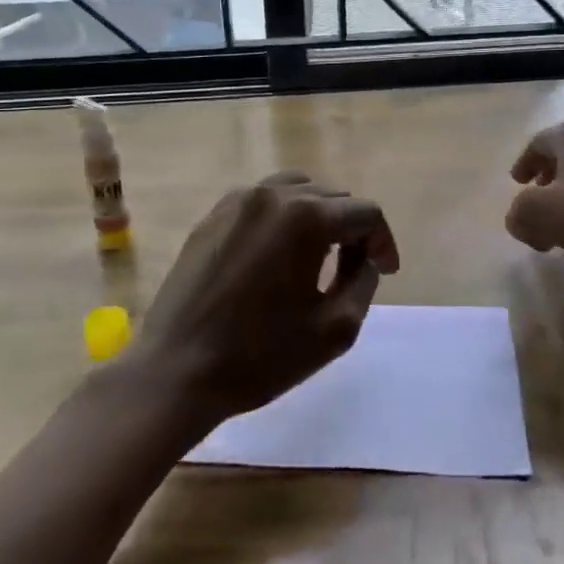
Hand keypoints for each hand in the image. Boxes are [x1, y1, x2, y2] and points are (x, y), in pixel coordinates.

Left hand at [131, 172, 399, 427]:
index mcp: (306, 218)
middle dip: (352, 229)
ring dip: (317, 217)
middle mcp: (272, 196)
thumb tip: (365, 259)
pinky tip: (278, 255)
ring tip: (319, 254)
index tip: (386, 272)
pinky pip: (261, 203)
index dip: (383, 241)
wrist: (177, 371)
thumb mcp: (335, 329)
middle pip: (331, 197)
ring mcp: (236, 203)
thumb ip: (365, 282)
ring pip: (295, 191)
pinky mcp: (211, 217)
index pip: (365, 212)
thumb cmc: (262, 355)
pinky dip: (281, 219)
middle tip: (355, 268)